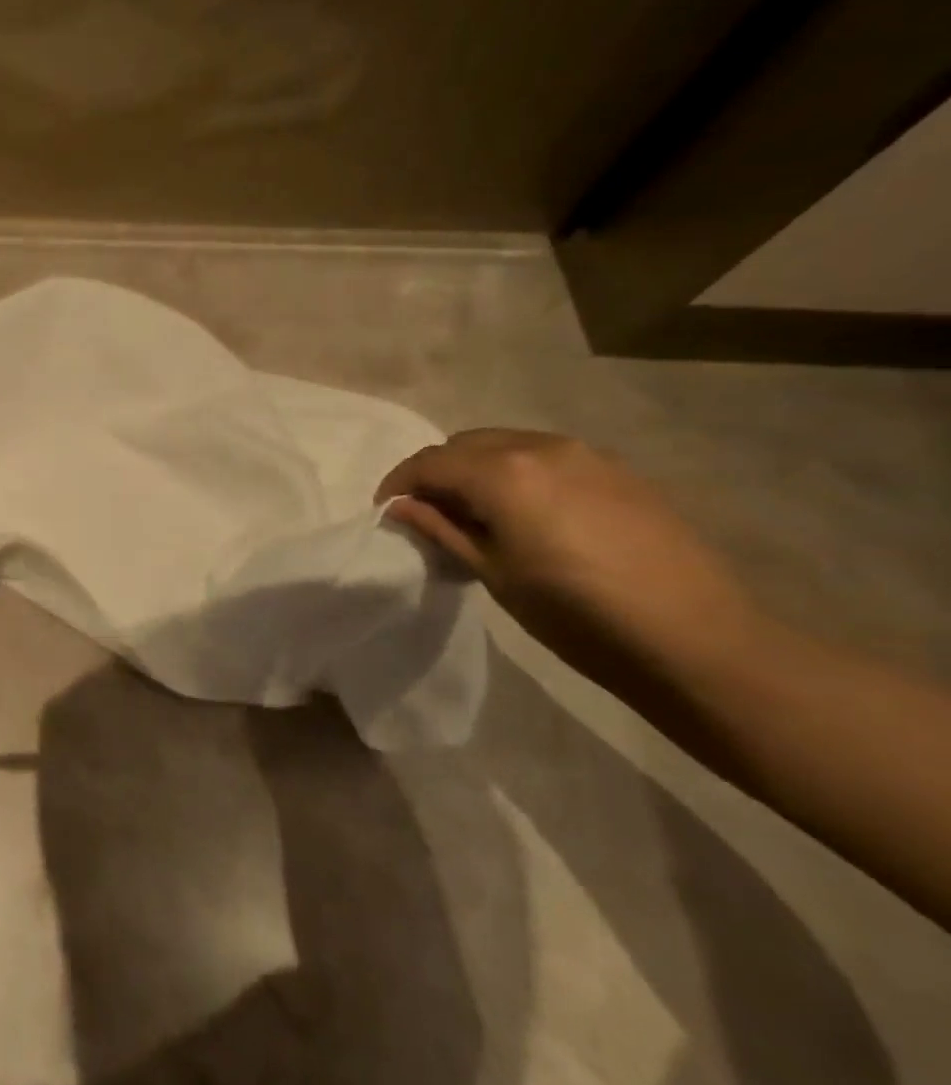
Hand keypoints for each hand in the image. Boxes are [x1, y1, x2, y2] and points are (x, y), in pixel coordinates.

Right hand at [376, 429, 766, 687]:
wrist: (697, 640)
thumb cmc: (576, 614)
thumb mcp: (493, 573)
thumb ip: (442, 529)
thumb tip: (401, 505)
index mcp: (503, 472)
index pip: (430, 462)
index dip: (399, 482)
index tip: (386, 510)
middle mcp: (540, 447)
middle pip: (466, 444)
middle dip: (438, 472)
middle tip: (429, 513)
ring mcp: (586, 455)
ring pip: (508, 445)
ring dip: (478, 469)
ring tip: (477, 513)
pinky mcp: (618, 471)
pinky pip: (547, 457)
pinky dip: (519, 473)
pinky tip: (528, 514)